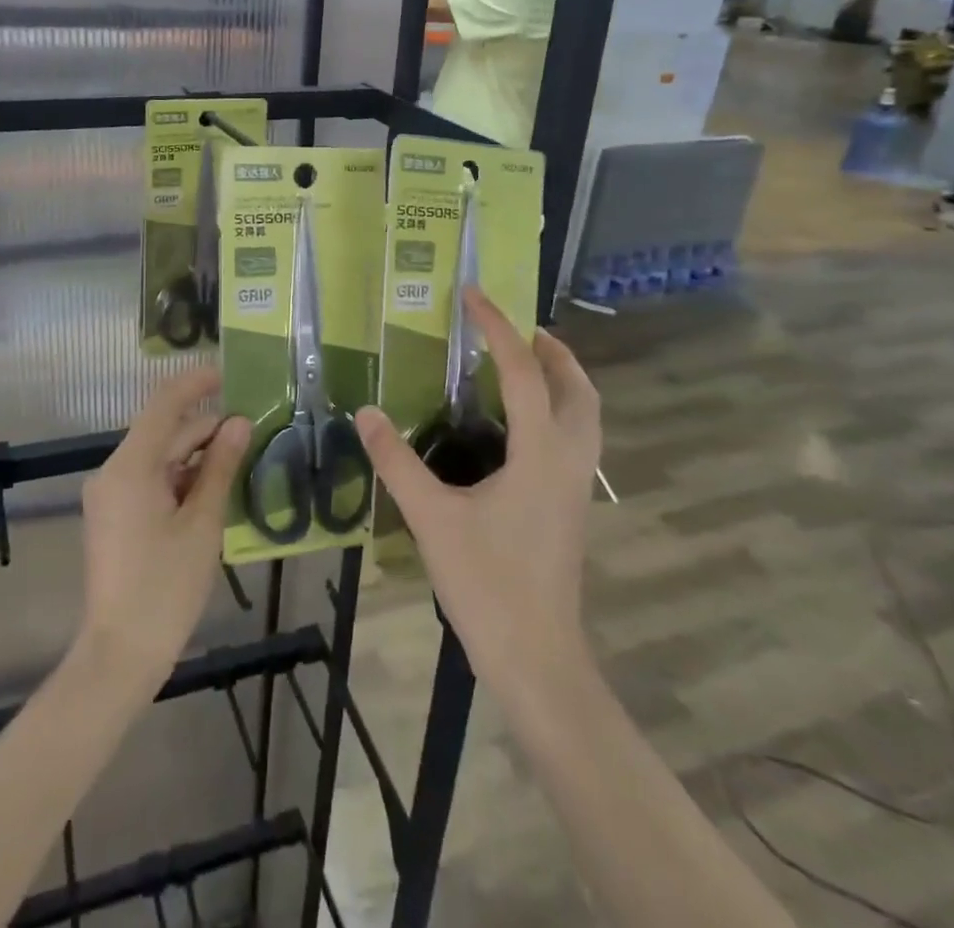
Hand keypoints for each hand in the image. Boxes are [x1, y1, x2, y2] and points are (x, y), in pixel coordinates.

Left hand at [78, 367, 249, 690]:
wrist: (119, 654)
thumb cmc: (165, 587)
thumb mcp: (202, 523)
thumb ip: (220, 467)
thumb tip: (239, 423)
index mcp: (130, 466)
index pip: (164, 404)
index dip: (195, 384)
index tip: (228, 374)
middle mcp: (113, 472)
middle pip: (163, 432)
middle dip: (205, 428)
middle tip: (251, 430)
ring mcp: (110, 495)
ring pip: (158, 458)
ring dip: (195, 455)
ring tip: (239, 460)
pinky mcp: (113, 516)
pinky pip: (149, 480)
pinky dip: (180, 479)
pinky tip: (212, 490)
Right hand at [355, 289, 601, 686]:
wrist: (537, 658)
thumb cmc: (487, 584)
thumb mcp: (432, 518)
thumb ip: (396, 462)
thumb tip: (366, 413)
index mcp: (540, 453)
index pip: (523, 372)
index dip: (497, 328)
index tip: (473, 295)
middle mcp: (569, 459)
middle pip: (578, 387)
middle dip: (550, 348)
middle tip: (512, 327)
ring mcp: (576, 485)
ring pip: (586, 413)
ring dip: (562, 377)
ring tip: (522, 362)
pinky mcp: (571, 505)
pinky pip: (576, 436)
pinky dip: (558, 408)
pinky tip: (519, 422)